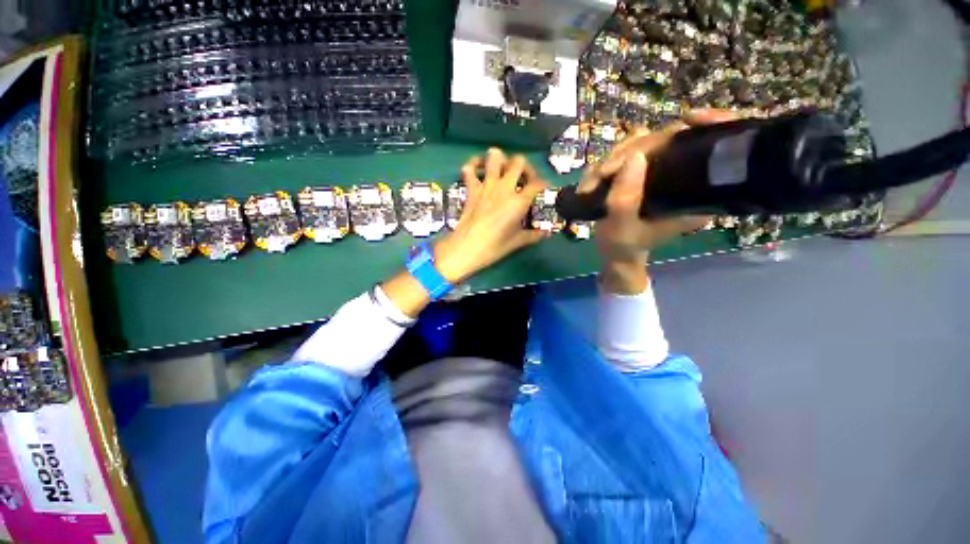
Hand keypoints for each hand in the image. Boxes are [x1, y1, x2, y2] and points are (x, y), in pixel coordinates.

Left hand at [433, 148, 549, 282]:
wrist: (468, 247)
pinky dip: (473, 164)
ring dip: (501, 159)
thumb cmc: (495, 246)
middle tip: (524, 179)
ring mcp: (487, 185)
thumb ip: (534, 235)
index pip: (537, 184)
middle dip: (525, 167)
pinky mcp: (472, 188)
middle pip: (519, 162)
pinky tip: (479, 168)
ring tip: (503, 170)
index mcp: (519, 201)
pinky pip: (469, 168)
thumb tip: (546, 234)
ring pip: (495, 156)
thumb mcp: (517, 241)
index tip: (543, 189)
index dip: (543, 184)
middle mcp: (505, 187)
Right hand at [584, 110, 735, 293]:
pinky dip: (607, 163)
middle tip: (603, 173)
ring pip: (644, 143)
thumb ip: (625, 199)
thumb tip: (634, 156)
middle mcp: (685, 178)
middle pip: (670, 139)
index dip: (711, 126)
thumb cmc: (623, 245)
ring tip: (592, 182)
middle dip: (632, 151)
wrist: (615, 253)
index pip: (715, 149)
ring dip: (613, 158)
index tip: (690, 119)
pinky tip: (593, 179)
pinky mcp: (644, 172)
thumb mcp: (621, 228)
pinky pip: (628, 154)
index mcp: (697, 194)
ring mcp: (663, 172)